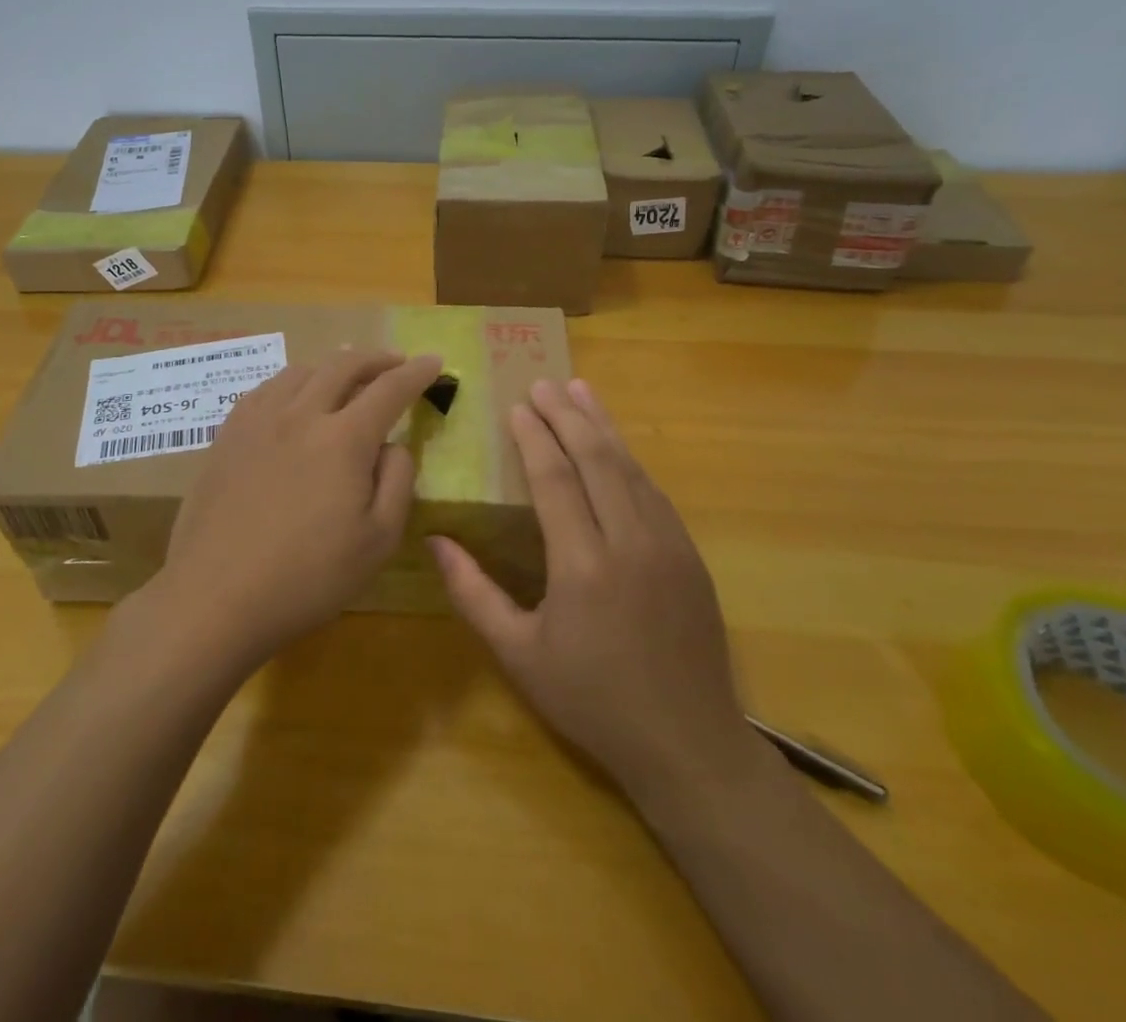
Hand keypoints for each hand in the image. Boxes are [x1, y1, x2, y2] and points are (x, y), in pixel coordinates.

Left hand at [146, 349, 443, 668]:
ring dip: (332, 367)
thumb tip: (394, 444)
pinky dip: (292, 382)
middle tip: (395, 363)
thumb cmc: (307, 577)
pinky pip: (265, 389)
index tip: (434, 361)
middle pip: (344, 365)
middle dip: (377, 358)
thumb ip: (397, 481)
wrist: (216, 597)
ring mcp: (258, 421)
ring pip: (302, 370)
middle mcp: (301, 414)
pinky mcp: (227, 435)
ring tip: (345, 379)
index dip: (416, 372)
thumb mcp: (378, 541)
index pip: (390, 389)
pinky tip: (292, 399)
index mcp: (344, 439)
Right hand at [430, 378, 757, 804]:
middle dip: (567, 415)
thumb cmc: (592, 701)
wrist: (686, 743)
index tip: (518, 406)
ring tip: (580, 391)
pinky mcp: (689, 555)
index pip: (555, 479)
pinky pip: (654, 491)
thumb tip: (436, 541)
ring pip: (631, 468)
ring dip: (603, 426)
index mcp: (582, 565)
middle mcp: (629, 542)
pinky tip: (617, 446)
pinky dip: (630, 459)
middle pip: (596, 459)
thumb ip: (474, 594)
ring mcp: (667, 544)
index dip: (534, 437)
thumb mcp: (519, 655)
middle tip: (544, 383)